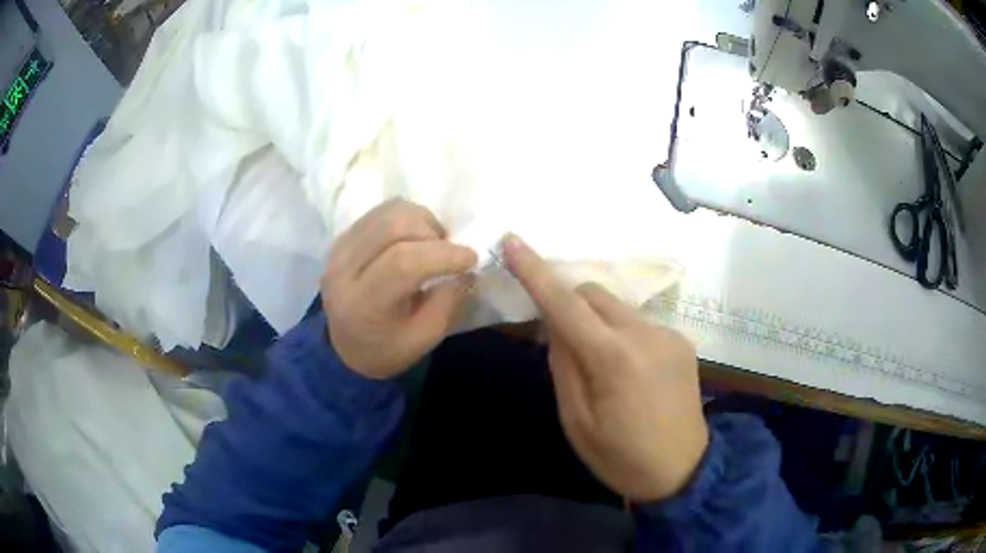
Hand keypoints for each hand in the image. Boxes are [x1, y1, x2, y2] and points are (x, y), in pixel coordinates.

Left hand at [322, 199, 477, 378]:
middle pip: (394, 226)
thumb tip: (465, 269)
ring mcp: (339, 247)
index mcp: (362, 303)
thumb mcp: (425, 339)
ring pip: (389, 211)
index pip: (402, 262)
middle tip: (448, 253)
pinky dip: (407, 218)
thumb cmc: (388, 348)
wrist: (344, 347)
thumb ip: (447, 302)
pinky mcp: (342, 236)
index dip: (443, 254)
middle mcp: (343, 268)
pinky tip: (414, 239)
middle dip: (433, 234)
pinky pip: (381, 211)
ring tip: (431, 245)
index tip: (471, 259)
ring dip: (422, 221)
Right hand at [502, 234, 707, 501]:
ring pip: (617, 307)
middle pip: (594, 294)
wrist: (683, 470)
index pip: (565, 304)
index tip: (512, 241)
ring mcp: (668, 335)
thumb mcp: (577, 421)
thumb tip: (556, 326)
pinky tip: (629, 371)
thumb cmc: (621, 457)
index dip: (535, 271)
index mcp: (615, 359)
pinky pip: (638, 323)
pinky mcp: (681, 341)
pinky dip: (621, 334)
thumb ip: (563, 366)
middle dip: (569, 304)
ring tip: (600, 365)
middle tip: (559, 341)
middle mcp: (646, 334)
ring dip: (597, 321)